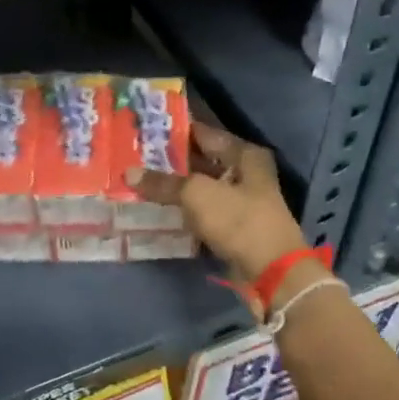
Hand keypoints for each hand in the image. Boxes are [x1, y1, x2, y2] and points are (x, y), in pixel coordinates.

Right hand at [126, 123, 310, 292]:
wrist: (269, 270)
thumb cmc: (238, 220)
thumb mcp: (197, 194)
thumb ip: (163, 183)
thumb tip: (129, 173)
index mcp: (244, 155)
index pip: (205, 133)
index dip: (177, 130)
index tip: (146, 130)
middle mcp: (245, 173)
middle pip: (202, 161)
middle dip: (172, 161)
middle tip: (135, 156)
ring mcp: (239, 201)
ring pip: (200, 188)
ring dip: (175, 187)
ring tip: (140, 180)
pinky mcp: (232, 226)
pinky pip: (201, 211)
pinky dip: (183, 210)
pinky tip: (157, 209)